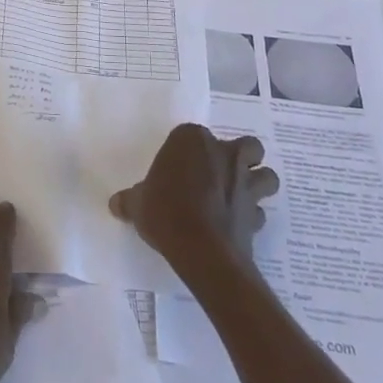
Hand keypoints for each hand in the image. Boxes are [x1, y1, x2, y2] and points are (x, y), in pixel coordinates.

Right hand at [110, 124, 278, 277]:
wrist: (200, 248)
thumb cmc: (165, 211)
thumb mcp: (137, 204)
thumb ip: (130, 200)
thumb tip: (115, 203)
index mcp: (192, 140)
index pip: (192, 134)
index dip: (188, 150)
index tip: (179, 166)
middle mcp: (225, 154)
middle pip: (246, 147)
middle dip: (241, 157)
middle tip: (222, 172)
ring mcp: (245, 183)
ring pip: (266, 175)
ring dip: (258, 183)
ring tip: (240, 195)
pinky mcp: (256, 214)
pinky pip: (259, 211)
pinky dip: (252, 216)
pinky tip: (238, 225)